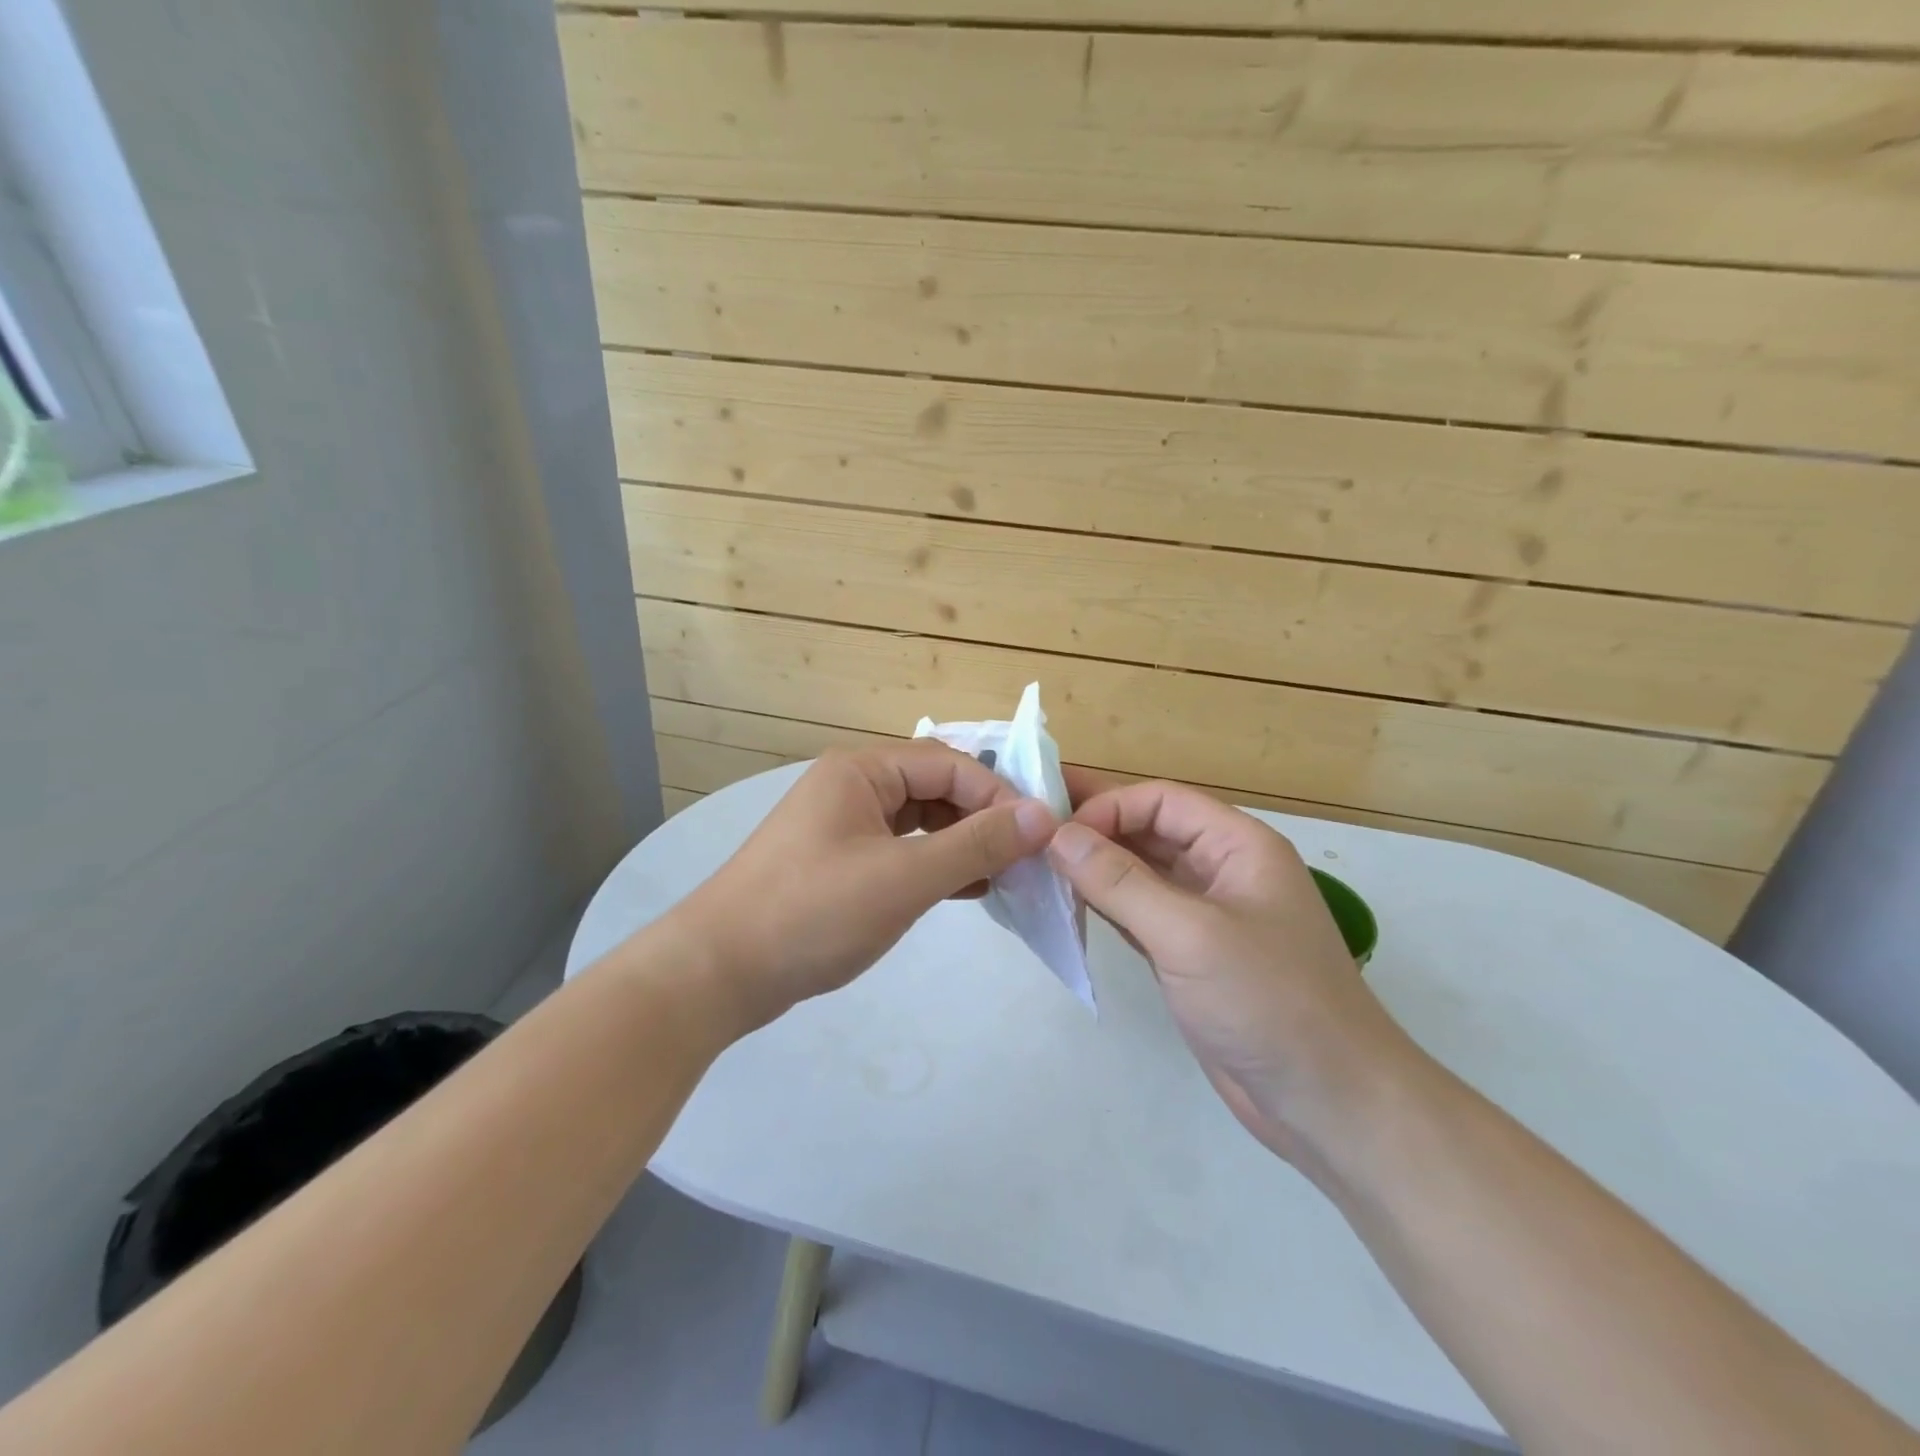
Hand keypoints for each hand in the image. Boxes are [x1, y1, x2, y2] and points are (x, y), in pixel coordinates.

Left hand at [669, 742, 1056, 1034]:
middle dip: (983, 819)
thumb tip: (1042, 816)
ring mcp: (844, 826)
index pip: (949, 764)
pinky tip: (967, 890)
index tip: (1039, 835)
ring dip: (963, 843)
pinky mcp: (841, 863)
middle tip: (1026, 857)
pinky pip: (903, 850)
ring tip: (1004, 876)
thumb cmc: (813, 913)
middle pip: (936, 787)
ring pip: (921, 821)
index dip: (999, 794)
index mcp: (862, 771)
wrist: (718, 973)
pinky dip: (936, 865)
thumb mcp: (904, 878)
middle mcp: (853, 787)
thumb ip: (976, 844)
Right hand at [1048, 774, 1410, 1163]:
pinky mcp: (1189, 956)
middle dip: (1095, 830)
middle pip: (1149, 831)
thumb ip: (1121, 882)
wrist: (1329, 1103)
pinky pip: (1139, 913)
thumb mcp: (1190, 934)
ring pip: (1140, 873)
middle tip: (1030, 831)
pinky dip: (1105, 906)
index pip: (1161, 801)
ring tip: (1037, 865)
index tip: (1056, 834)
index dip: (1108, 807)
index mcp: (1238, 846)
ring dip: (1094, 868)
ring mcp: (1205, 915)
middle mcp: (1221, 870)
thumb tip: (1058, 836)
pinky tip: (1067, 905)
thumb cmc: (1268, 1002)